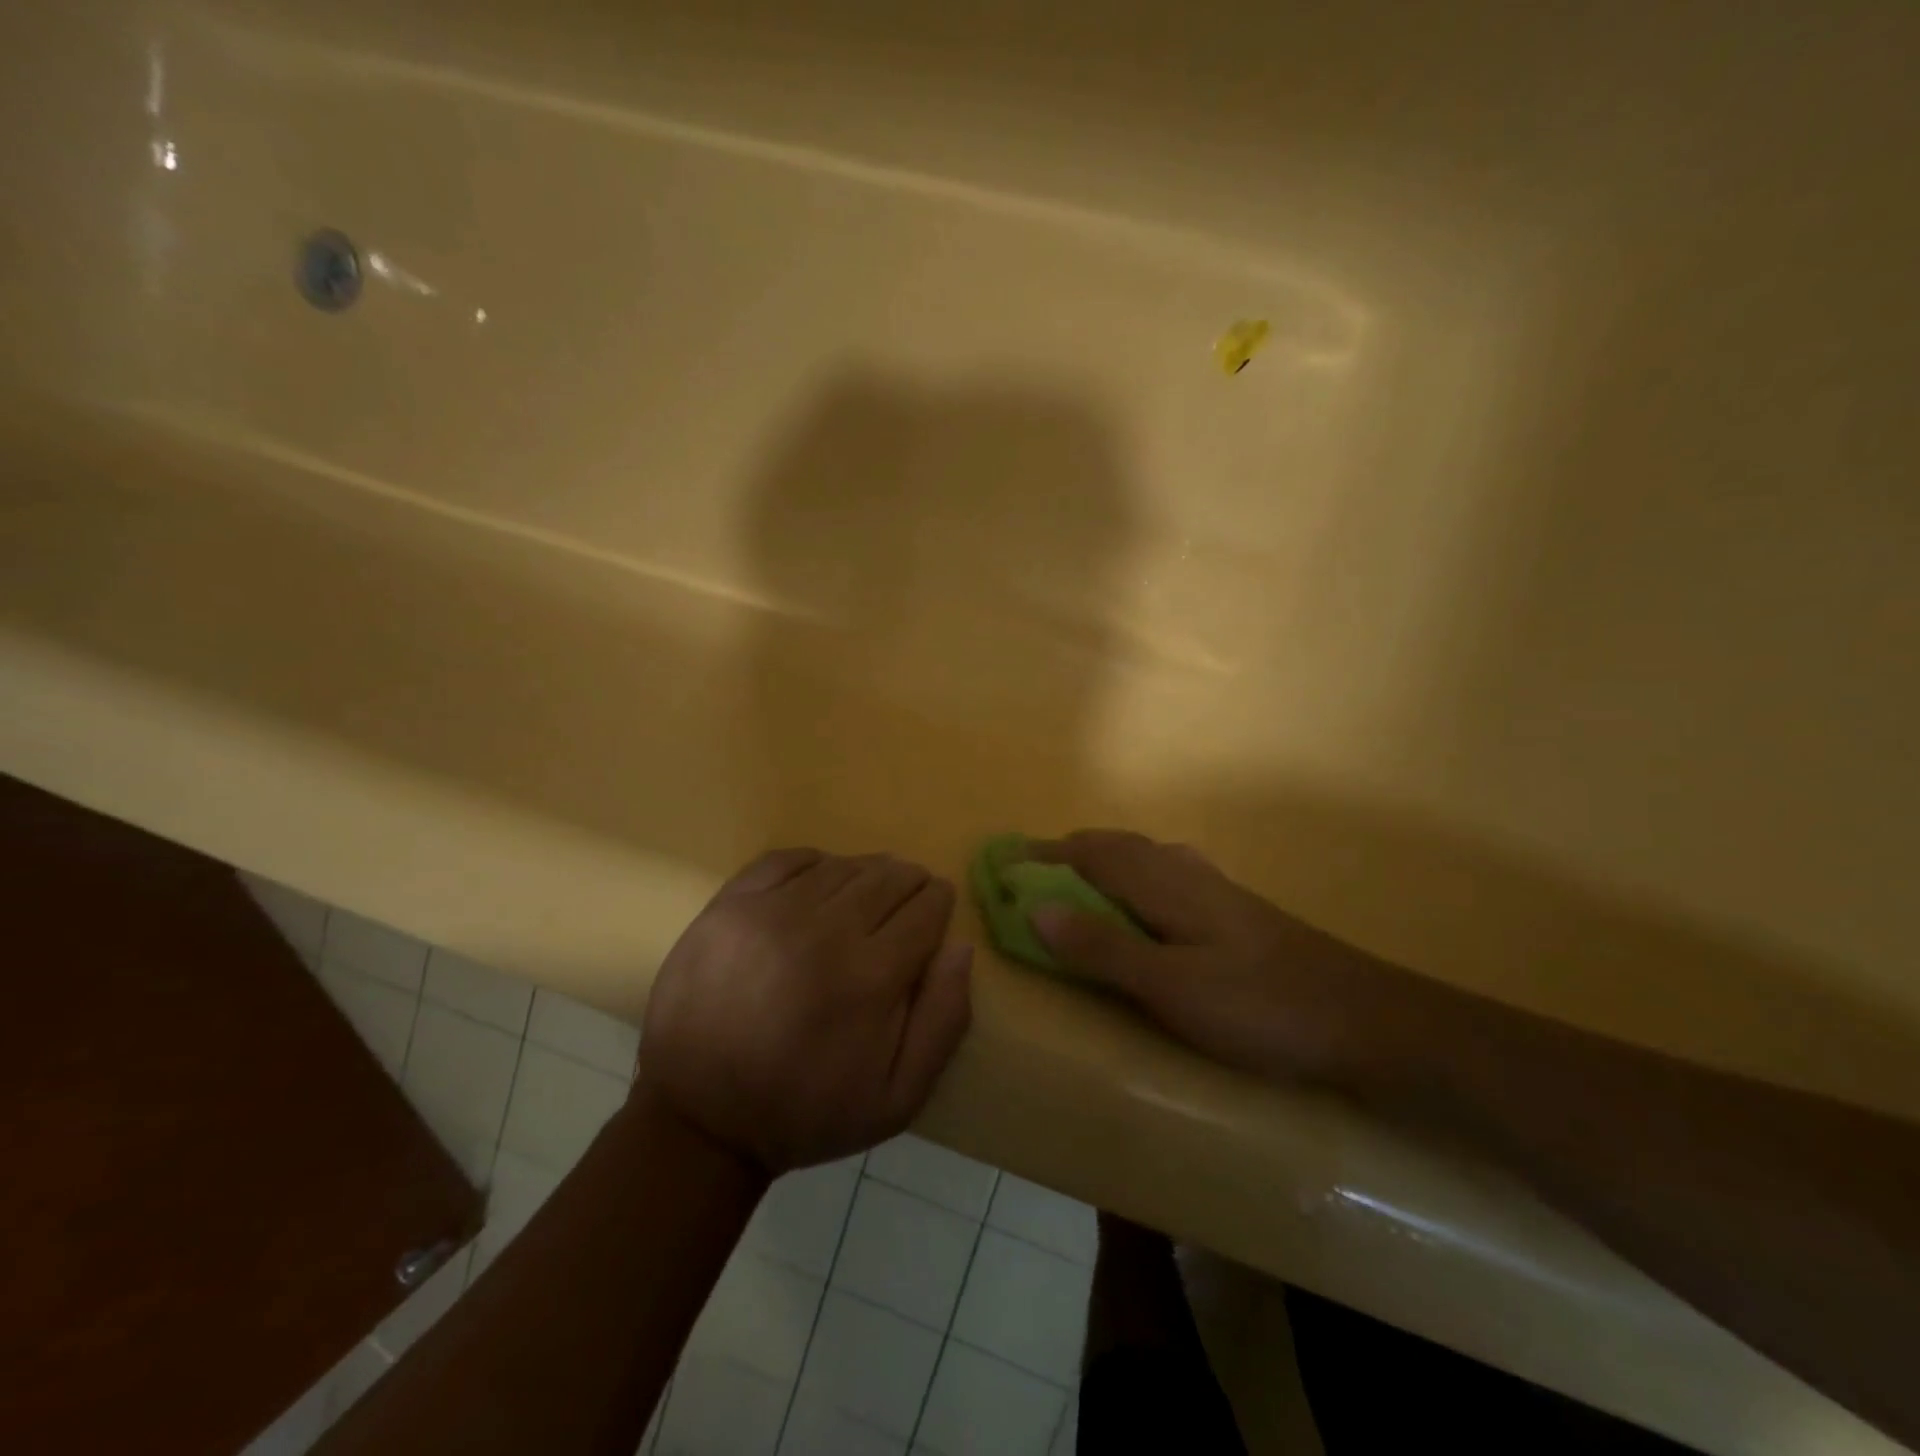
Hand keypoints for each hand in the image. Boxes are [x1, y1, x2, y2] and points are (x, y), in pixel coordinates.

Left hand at [640, 848, 972, 1174]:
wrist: (699, 1119)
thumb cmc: (806, 1111)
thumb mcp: (897, 1098)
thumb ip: (943, 1021)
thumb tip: (960, 947)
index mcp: (870, 978)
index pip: (925, 909)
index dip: (939, 902)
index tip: (939, 904)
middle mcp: (824, 931)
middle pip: (887, 878)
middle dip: (909, 881)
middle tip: (910, 894)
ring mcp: (770, 912)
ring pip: (841, 866)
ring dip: (866, 871)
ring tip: (869, 891)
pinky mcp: (729, 905)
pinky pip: (786, 859)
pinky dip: (814, 862)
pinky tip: (819, 881)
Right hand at [1026, 830, 1409, 1083]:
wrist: (1365, 1019)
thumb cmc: (1260, 1005)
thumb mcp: (1171, 986)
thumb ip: (1103, 947)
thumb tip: (1034, 909)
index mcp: (1165, 884)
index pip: (1090, 854)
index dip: (1044, 856)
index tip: (1004, 862)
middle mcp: (1186, 873)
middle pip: (1116, 846)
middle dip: (1069, 852)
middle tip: (1033, 872)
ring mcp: (1215, 890)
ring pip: (1145, 856)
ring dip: (1102, 860)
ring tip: (1077, 882)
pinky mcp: (1236, 911)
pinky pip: (1168, 874)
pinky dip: (1135, 874)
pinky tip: (1147, 900)